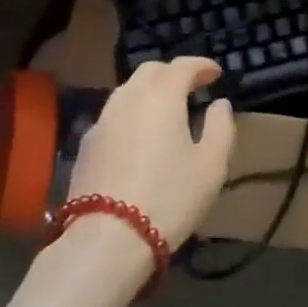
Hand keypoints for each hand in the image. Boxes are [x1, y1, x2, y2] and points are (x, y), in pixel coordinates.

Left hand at [67, 58, 236, 247]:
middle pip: (151, 71)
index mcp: (162, 95)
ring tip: (164, 111)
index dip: (202, 65)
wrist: (106, 241)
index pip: (183, 65)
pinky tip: (137, 137)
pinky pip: (113, 115)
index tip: (216, 74)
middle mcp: (129, 97)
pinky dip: (130, 114)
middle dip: (173, 73)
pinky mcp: (86, 145)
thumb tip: (220, 104)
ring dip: (149, 92)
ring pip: (128, 91)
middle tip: (191, 88)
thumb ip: (221, 127)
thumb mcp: (211, 166)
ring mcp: (103, 120)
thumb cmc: (168, 198)